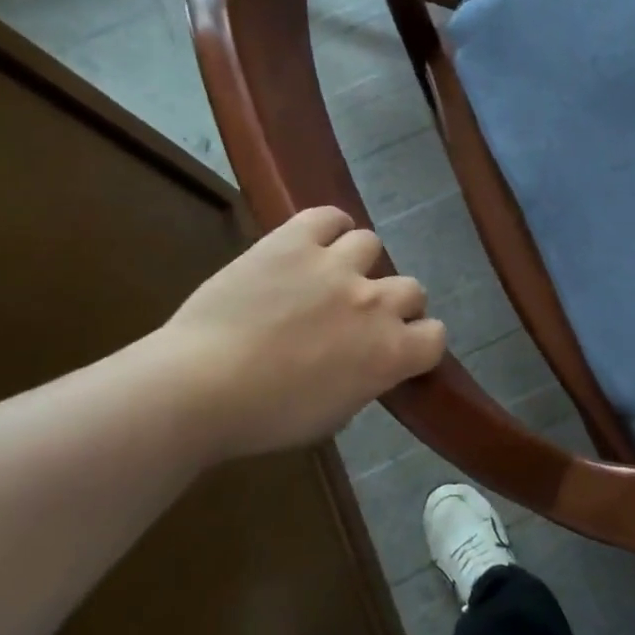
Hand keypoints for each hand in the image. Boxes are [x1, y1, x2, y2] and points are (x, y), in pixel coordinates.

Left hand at [144, 207, 445, 461]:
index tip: (398, 347)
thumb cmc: (265, 418)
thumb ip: (366, 380)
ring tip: (332, 274)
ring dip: (359, 262)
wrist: (199, 388)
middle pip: (412, 289)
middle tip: (360, 316)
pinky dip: (330, 226)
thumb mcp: (334, 414)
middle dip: (393, 303)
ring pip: (372, 244)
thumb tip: (368, 362)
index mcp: (390, 353)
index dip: (419, 341)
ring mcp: (336, 266)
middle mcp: (375, 303)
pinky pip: (329, 216)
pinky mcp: (294, 242)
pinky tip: (318, 240)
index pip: (435, 335)